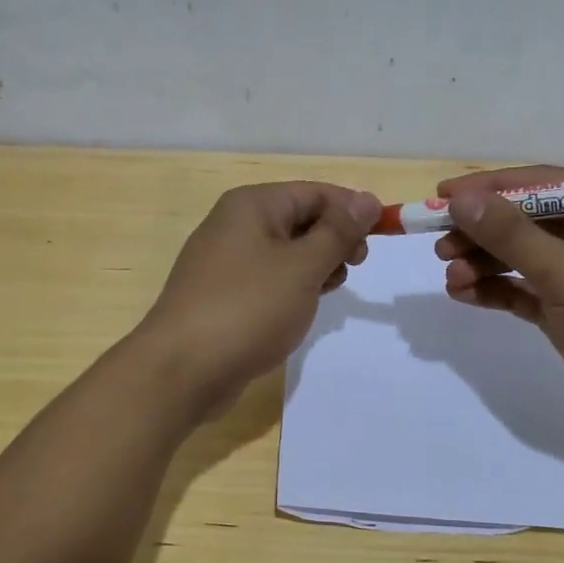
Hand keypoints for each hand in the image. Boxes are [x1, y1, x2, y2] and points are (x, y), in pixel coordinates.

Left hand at [136, 181, 380, 417]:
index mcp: (252, 206)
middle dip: (333, 239)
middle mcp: (235, 225)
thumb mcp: (302, 267)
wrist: (181, 370)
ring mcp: (225, 262)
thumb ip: (338, 232)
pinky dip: (292, 287)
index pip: (314, 192)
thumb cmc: (248, 309)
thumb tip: (366, 199)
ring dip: (315, 265)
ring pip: (286, 252)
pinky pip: (268, 279)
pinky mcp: (223, 295)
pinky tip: (303, 308)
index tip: (382, 236)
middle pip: (299, 219)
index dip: (351, 210)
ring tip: (329, 289)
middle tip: (355, 266)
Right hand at [436, 165, 563, 440]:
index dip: (491, 187)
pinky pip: (523, 291)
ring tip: (449, 274)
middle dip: (481, 231)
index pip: (543, 184)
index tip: (444, 195)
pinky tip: (462, 293)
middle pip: (526, 222)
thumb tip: (461, 200)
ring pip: (520, 258)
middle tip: (439, 241)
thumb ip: (512, 236)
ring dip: (482, 263)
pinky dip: (494, 290)